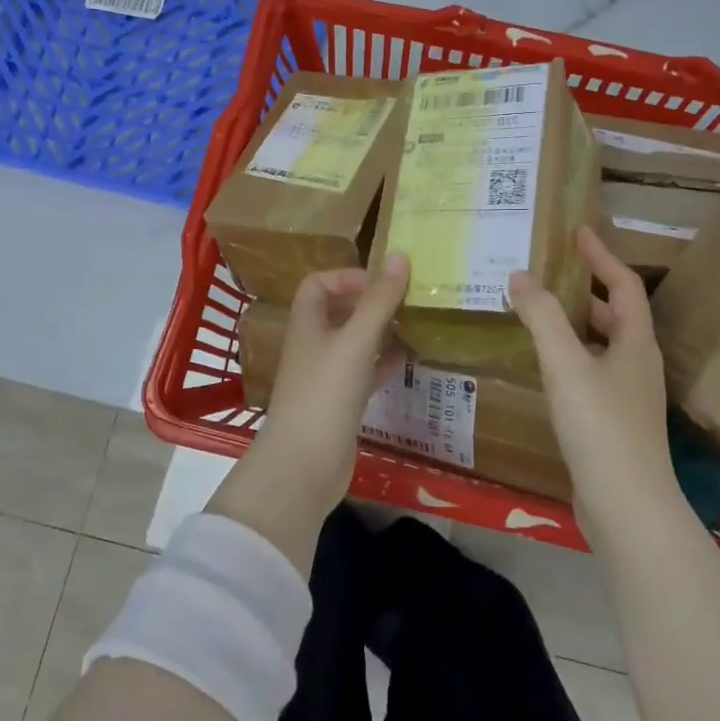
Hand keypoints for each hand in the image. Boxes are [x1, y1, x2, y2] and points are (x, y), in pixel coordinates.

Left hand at [208, 255, 409, 569]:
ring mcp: (325, 376)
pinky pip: (363, 372)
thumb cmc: (325, 393)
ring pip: (354, 343)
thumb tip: (399, 255)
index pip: (318, 284)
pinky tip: (409, 360)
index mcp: (307, 324)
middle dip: (370, 303)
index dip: (346, 277)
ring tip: (414, 324)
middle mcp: (312, 345)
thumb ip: (379, 300)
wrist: (305, 465)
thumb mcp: (356, 341)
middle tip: (407, 300)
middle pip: (338, 312)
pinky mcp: (339, 404)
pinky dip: (383, 363)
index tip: (381, 283)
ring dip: (380, 332)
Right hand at [508, 226, 680, 540]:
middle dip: (583, 288)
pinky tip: (540, 363)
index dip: (601, 256)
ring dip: (572, 323)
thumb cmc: (601, 428)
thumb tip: (519, 275)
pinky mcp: (611, 421)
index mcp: (635, 342)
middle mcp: (636, 363)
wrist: (627, 508)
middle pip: (613, 313)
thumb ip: (542, 318)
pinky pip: (588, 371)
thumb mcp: (566, 365)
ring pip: (598, 344)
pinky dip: (566, 355)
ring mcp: (626, 395)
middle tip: (545, 270)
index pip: (623, 285)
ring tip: (534, 310)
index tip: (576, 232)